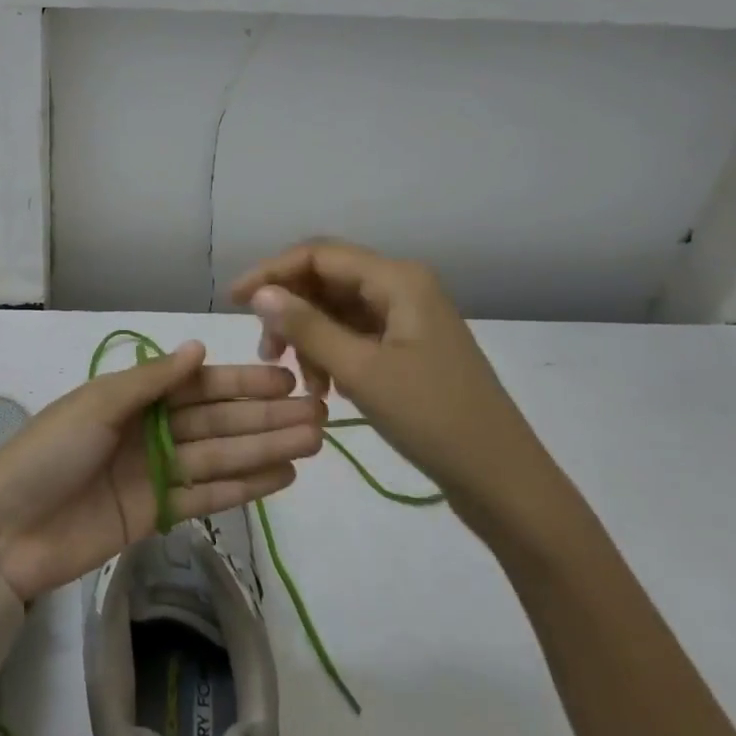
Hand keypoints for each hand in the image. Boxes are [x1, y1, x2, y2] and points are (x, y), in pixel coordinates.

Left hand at [0, 341, 325, 601]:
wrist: (6, 532)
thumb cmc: (49, 453)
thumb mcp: (97, 405)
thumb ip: (152, 381)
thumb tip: (199, 347)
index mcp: (134, 398)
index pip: (199, 386)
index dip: (242, 384)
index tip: (285, 382)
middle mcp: (150, 430)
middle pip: (217, 422)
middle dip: (265, 418)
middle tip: (319, 416)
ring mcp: (156, 473)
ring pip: (220, 457)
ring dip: (264, 450)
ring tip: (312, 445)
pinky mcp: (157, 515)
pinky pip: (207, 495)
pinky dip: (243, 488)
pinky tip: (281, 478)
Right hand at [229, 240, 566, 540]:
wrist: (503, 480)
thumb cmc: (433, 418)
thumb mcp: (361, 371)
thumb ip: (307, 327)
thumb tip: (260, 292)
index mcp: (398, 280)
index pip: (318, 255)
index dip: (271, 272)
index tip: (233, 301)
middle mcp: (403, 287)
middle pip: (328, 280)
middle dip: (291, 310)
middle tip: (266, 352)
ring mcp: (408, 318)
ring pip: (339, 310)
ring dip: (309, 337)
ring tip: (296, 379)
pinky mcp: (410, 347)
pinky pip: (357, 335)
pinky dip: (332, 354)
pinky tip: (324, 388)